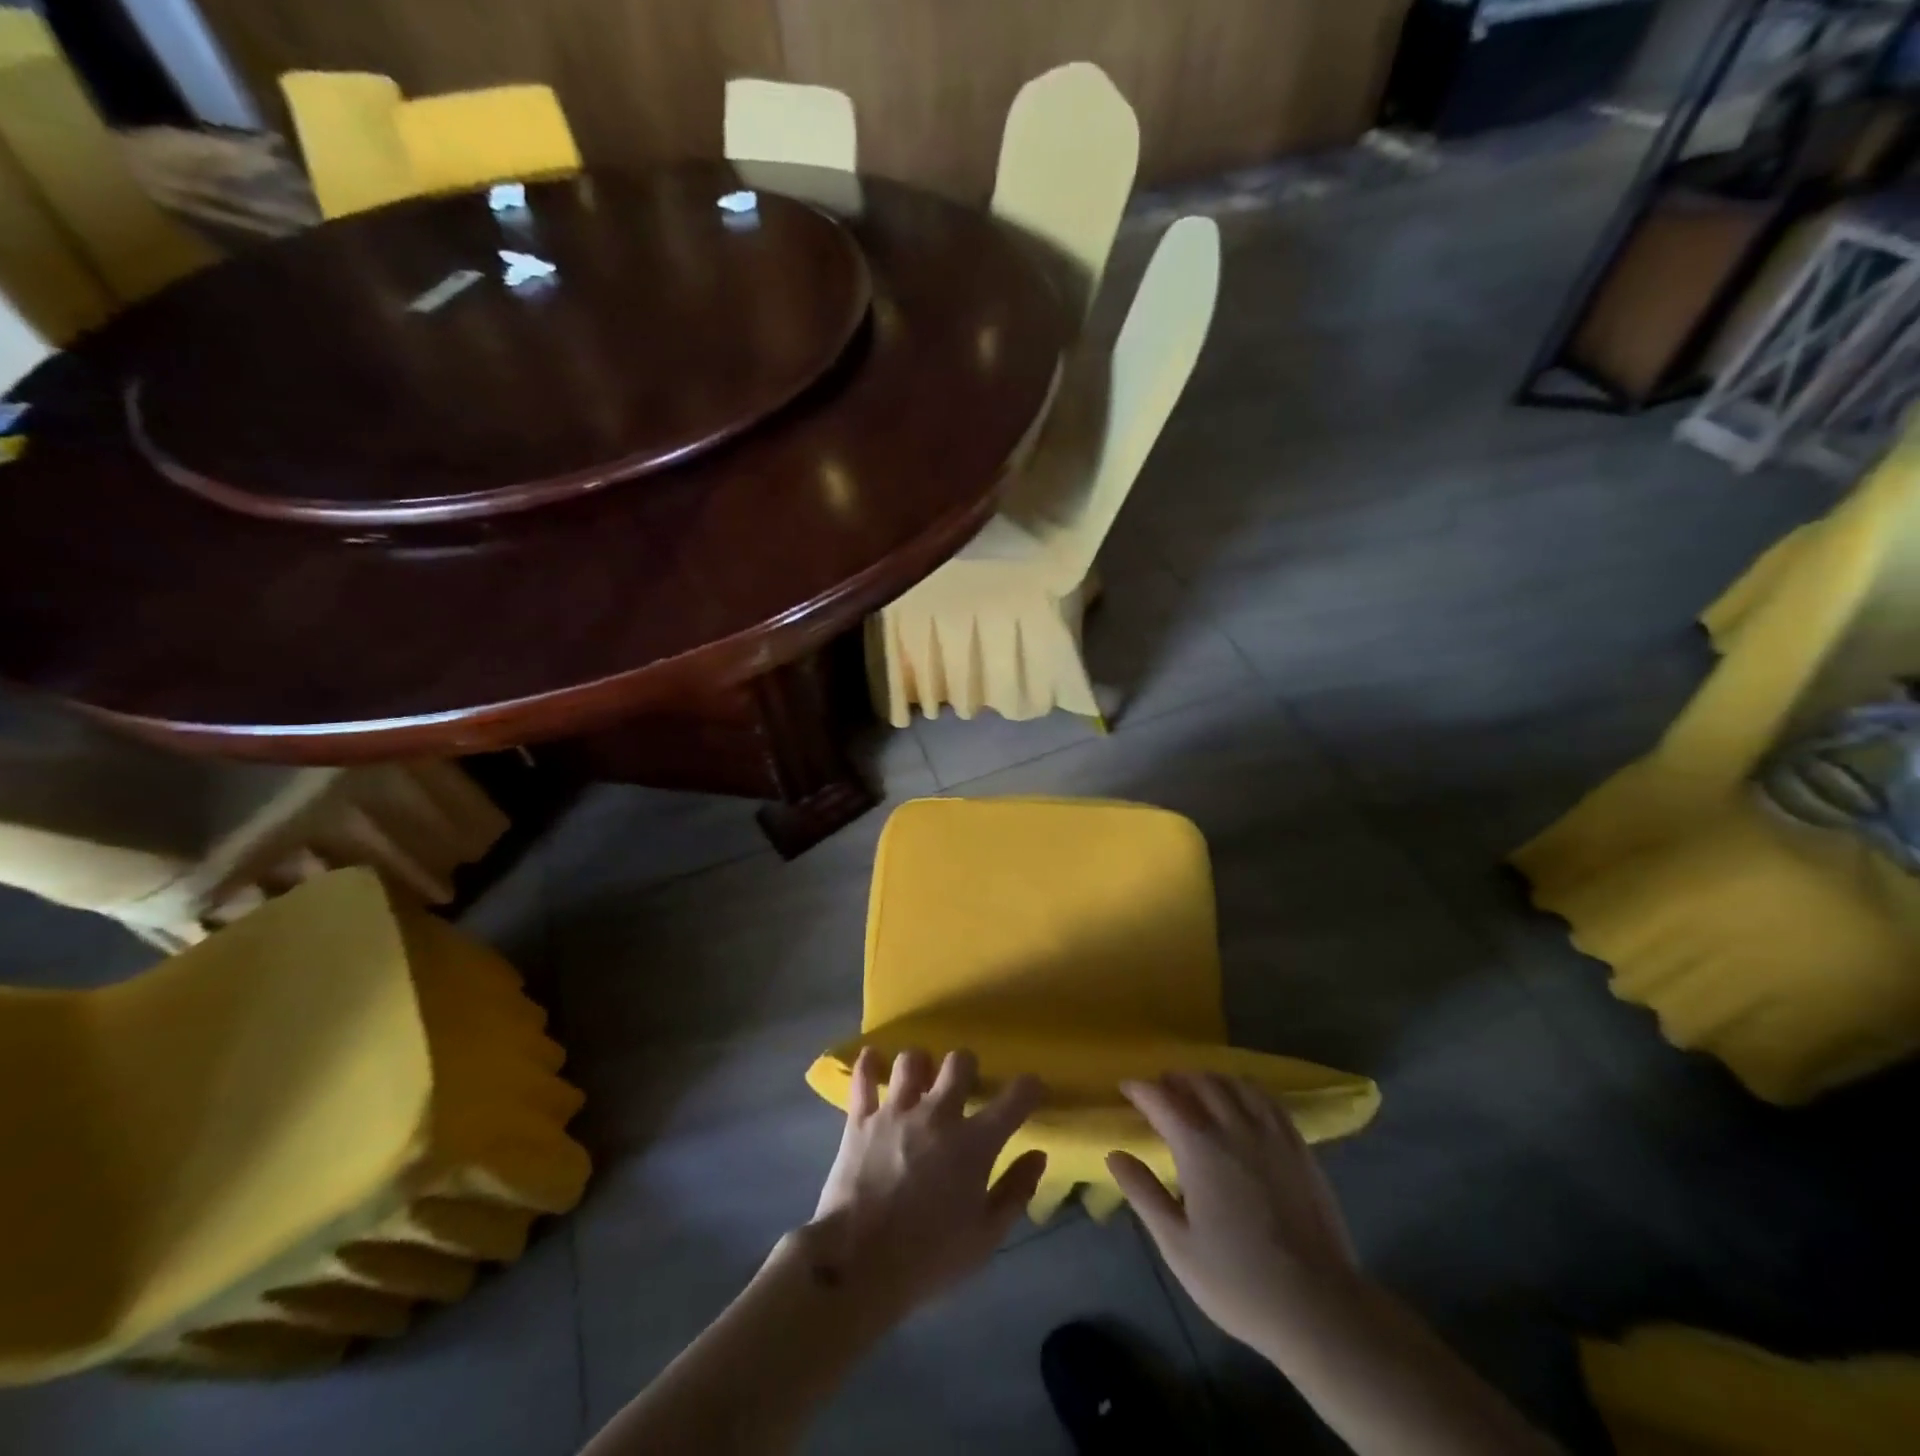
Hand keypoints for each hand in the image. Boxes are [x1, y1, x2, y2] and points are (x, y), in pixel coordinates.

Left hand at [804, 1048, 1046, 1326]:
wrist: (858, 1265)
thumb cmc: (929, 1258)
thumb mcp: (985, 1238)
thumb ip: (1015, 1192)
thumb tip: (1038, 1155)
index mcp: (974, 1143)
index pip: (1015, 1098)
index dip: (1030, 1087)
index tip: (1033, 1089)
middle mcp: (938, 1114)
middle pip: (959, 1061)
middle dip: (968, 1068)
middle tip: (965, 1087)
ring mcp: (896, 1112)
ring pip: (912, 1059)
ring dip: (921, 1066)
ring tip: (920, 1082)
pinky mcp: (860, 1119)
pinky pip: (864, 1077)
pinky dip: (869, 1064)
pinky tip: (873, 1059)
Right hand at [1107, 1074, 1360, 1356]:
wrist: (1319, 1307)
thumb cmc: (1238, 1280)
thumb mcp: (1177, 1245)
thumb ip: (1143, 1193)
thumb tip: (1114, 1154)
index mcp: (1199, 1146)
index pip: (1161, 1099)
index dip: (1140, 1089)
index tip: (1125, 1088)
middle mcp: (1233, 1126)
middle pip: (1199, 1082)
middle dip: (1174, 1080)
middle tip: (1159, 1090)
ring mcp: (1271, 1133)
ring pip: (1234, 1084)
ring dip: (1209, 1079)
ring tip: (1197, 1090)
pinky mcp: (1298, 1146)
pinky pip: (1267, 1099)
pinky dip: (1246, 1089)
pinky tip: (1242, 1101)